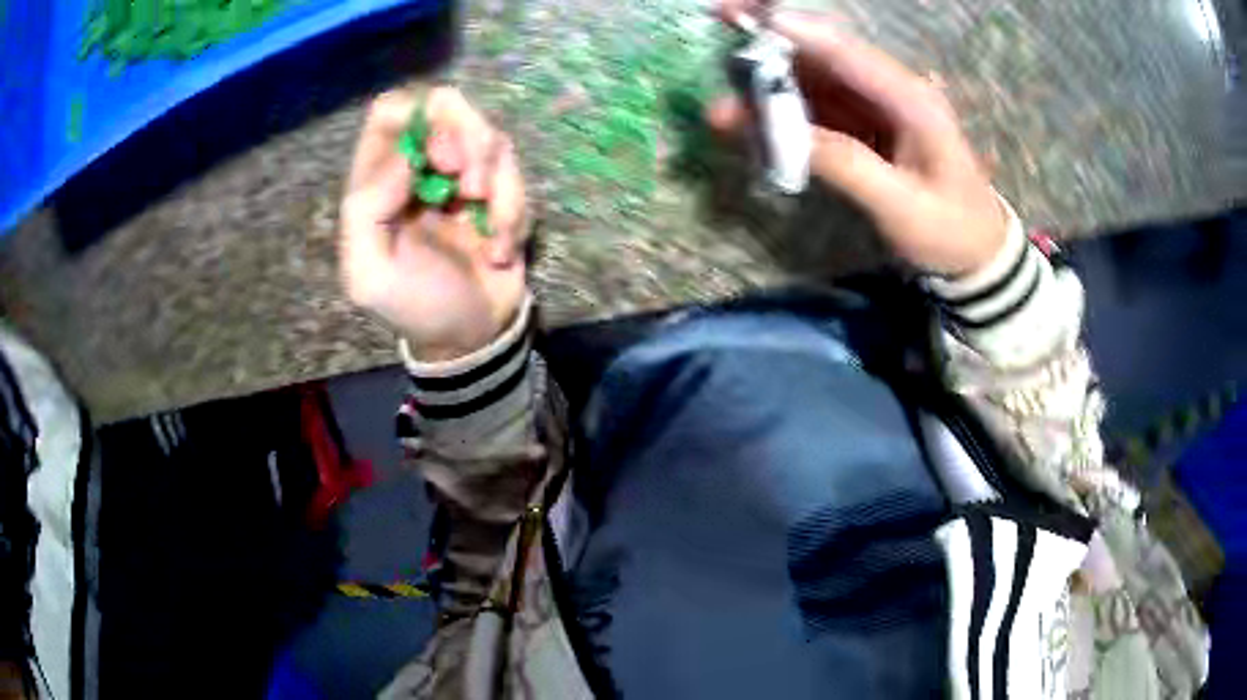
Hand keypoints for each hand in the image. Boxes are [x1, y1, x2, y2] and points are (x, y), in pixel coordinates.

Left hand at [340, 87, 529, 361]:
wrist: (472, 334)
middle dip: (464, 140)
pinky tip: (500, 250)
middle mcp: (418, 164)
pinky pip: (513, 171)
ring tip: (489, 231)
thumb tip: (405, 157)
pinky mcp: (497, 186)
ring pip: (487, 133)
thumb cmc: (415, 305)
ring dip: (495, 182)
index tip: (432, 158)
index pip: (391, 110)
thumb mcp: (369, 275)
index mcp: (378, 178)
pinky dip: (512, 209)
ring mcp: (460, 171)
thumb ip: (364, 212)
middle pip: (446, 104)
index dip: (415, 116)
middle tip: (466, 188)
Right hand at [711, 6, 1007, 276]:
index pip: (850, 55)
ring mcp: (877, 106)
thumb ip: (849, 166)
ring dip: (768, 86)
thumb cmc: (950, 231)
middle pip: (825, 55)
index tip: (750, 17)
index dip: (799, 33)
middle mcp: (892, 91)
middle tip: (722, 32)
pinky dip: (784, 113)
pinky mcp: (865, 124)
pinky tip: (752, 124)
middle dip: (772, 45)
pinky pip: (817, 108)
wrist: (976, 253)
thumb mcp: (903, 208)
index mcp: (913, 102)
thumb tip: (787, 136)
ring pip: (814, 81)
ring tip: (723, 108)